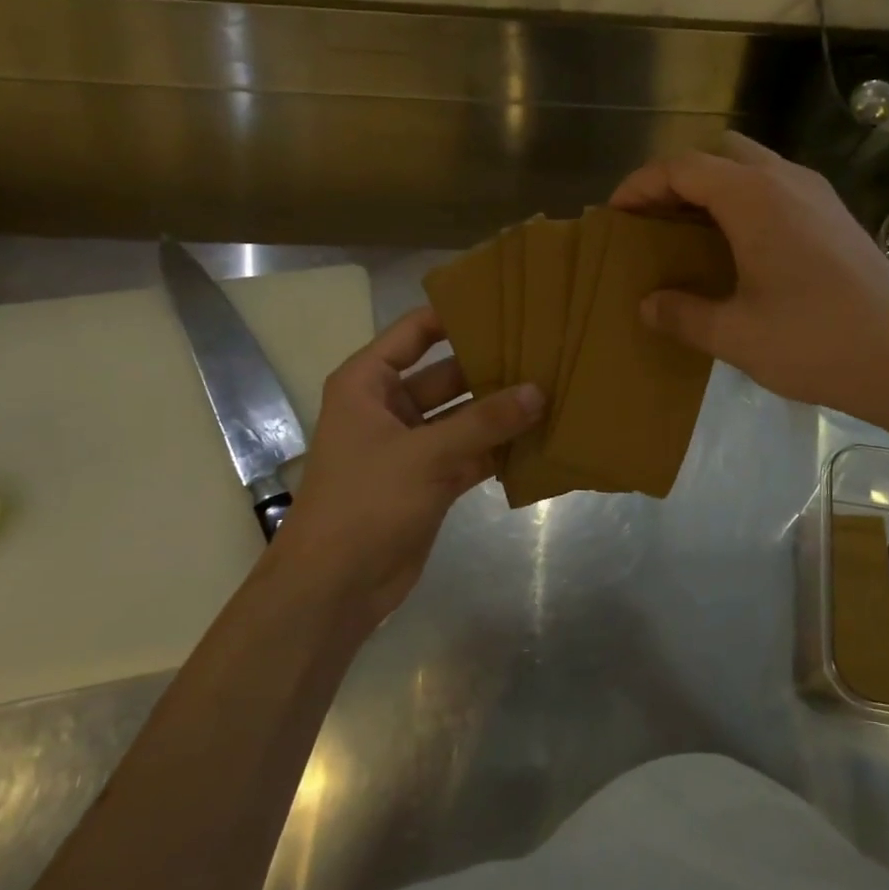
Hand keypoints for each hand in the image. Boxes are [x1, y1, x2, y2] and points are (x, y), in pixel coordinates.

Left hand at [268, 307, 541, 628]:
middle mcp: (389, 407)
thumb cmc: (366, 503)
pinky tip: (540, 438)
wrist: (335, 586)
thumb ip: (484, 422)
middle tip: (545, 351)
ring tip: (553, 389)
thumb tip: (539, 392)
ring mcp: (412, 445)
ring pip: (464, 416)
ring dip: (500, 411)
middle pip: (448, 374)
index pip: (415, 332)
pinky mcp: (430, 480)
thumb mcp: (426, 454)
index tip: (506, 303)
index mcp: (368, 383)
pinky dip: (499, 448)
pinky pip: (471, 452)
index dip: (456, 315)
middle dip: (492, 367)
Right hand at [610, 133, 888, 424]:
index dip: (642, 184)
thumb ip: (683, 314)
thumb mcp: (735, 335)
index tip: (616, 212)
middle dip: (679, 179)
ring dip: (715, 189)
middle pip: (719, 154)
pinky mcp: (838, 217)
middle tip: (654, 220)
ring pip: (752, 168)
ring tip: (690, 234)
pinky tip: (741, 251)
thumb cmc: (815, 342)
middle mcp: (786, 180)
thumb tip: (648, 304)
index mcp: (754, 197)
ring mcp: (818, 195)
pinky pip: (778, 190)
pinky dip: (746, 203)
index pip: (683, 167)